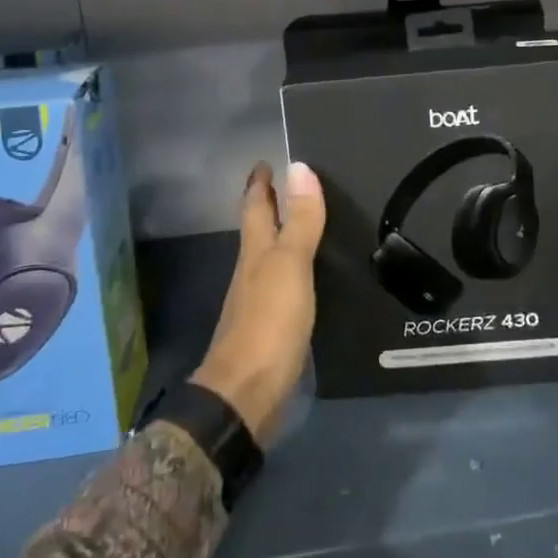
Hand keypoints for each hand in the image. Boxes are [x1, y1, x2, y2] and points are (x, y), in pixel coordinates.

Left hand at [190, 161, 325, 441]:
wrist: (247, 396)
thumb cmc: (268, 323)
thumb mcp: (290, 266)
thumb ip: (299, 221)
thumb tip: (299, 166)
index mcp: (256, 252)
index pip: (255, 206)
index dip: (260, 183)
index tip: (265, 161)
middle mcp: (253, 271)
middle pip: (259, 230)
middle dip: (269, 206)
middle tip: (289, 184)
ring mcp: (259, 302)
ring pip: (270, 258)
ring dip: (283, 238)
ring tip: (306, 224)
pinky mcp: (271, 329)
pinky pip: (283, 286)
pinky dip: (294, 270)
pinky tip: (310, 276)